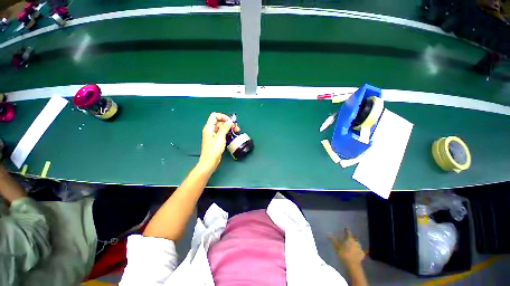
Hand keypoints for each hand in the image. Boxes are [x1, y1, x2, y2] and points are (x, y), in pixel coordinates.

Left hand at [198, 112, 239, 171]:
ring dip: (229, 128)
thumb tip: (229, 121)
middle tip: (236, 127)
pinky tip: (232, 135)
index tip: (230, 121)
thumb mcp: (220, 137)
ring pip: (222, 127)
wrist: (210, 161)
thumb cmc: (214, 150)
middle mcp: (210, 130)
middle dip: (228, 123)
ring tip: (236, 131)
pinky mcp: (216, 140)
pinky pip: (222, 133)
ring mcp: (213, 135)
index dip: (223, 117)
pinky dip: (227, 133)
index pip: (215, 116)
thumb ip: (225, 128)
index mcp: (209, 127)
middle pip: (219, 122)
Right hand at [329, 228, 365, 267]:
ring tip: (350, 245)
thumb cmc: (344, 254)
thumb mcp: (336, 246)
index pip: (348, 232)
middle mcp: (356, 242)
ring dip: (354, 244)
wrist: (353, 266)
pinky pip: (359, 250)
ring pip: (357, 244)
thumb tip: (327, 233)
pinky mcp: (362, 254)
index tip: (345, 230)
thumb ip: (332, 239)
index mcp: (350, 239)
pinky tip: (355, 252)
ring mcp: (360, 248)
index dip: (346, 231)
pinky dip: (357, 250)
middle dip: (350, 238)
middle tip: (346, 239)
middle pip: (353, 238)